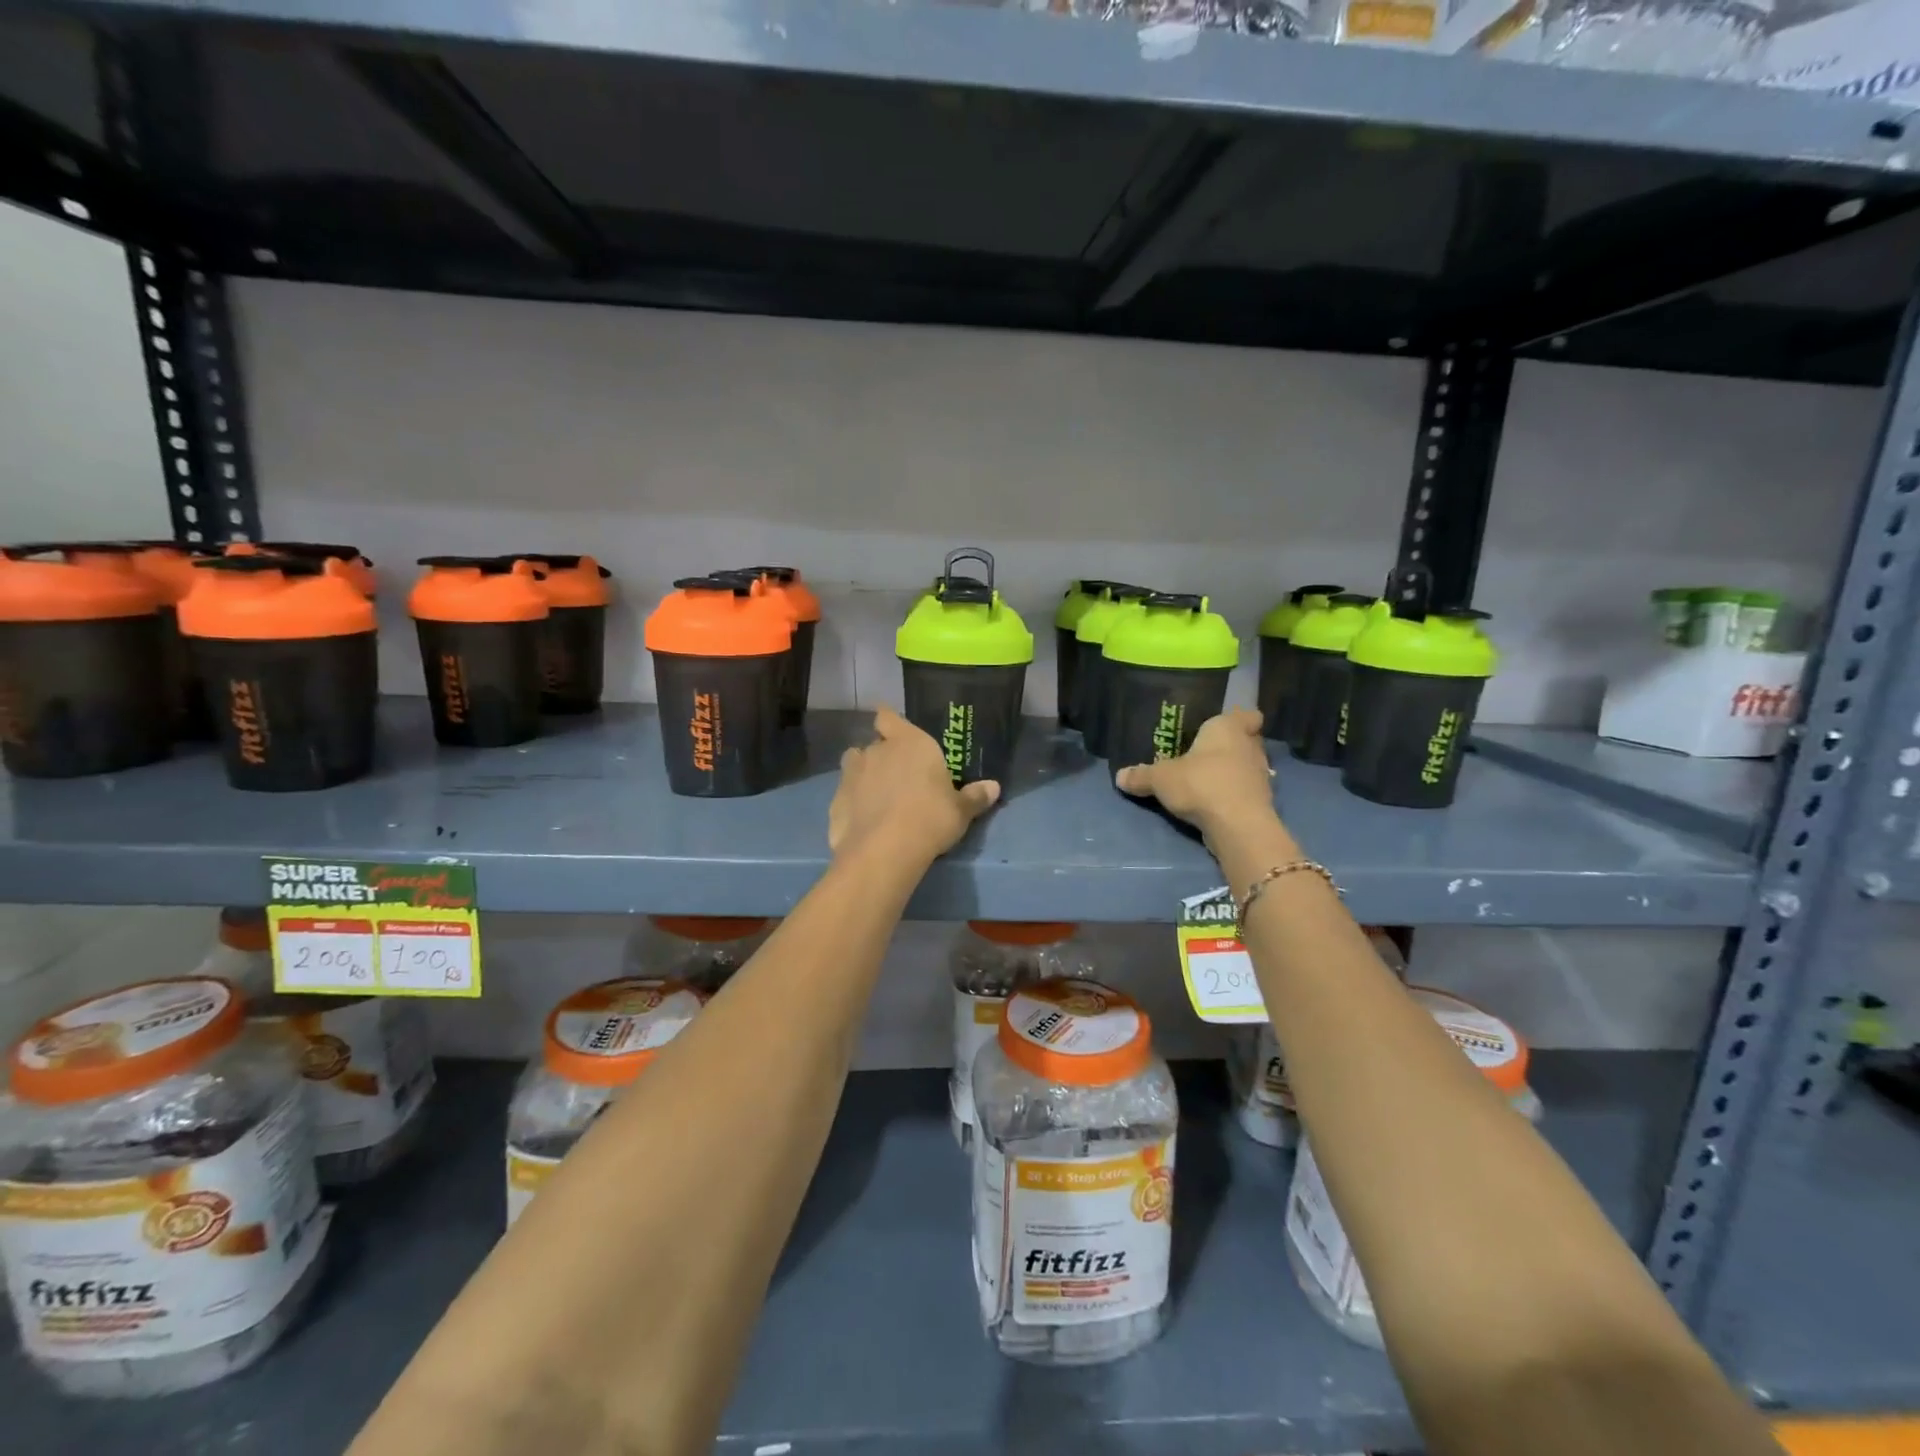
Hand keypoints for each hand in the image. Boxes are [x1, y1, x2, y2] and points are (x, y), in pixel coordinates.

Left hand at [830, 706, 1000, 862]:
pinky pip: (845, 796)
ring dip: (864, 775)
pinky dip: (853, 804)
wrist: (884, 851)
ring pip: (854, 766)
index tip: (895, 732)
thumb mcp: (961, 811)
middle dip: (883, 756)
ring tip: (878, 796)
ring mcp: (851, 775)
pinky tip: (864, 822)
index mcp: (909, 742)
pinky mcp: (835, 802)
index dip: (890, 722)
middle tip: (899, 777)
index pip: (888, 716)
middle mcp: (876, 751)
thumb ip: (975, 796)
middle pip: (874, 744)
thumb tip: (994, 787)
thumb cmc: (930, 818)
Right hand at [1114, 709, 1277, 838]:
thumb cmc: (1201, 783)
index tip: (1225, 726)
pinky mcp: (1261, 803)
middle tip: (1205, 753)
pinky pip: (1245, 792)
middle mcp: (1251, 747)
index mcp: (1229, 728)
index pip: (1248, 715)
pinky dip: (1233, 795)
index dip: (1240, 719)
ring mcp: (1260, 776)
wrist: (1237, 826)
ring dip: (1231, 773)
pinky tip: (1213, 803)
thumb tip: (1119, 776)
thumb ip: (1141, 776)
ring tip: (1207, 780)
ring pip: (1246, 767)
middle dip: (1230, 747)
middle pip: (1247, 741)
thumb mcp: (1160, 779)